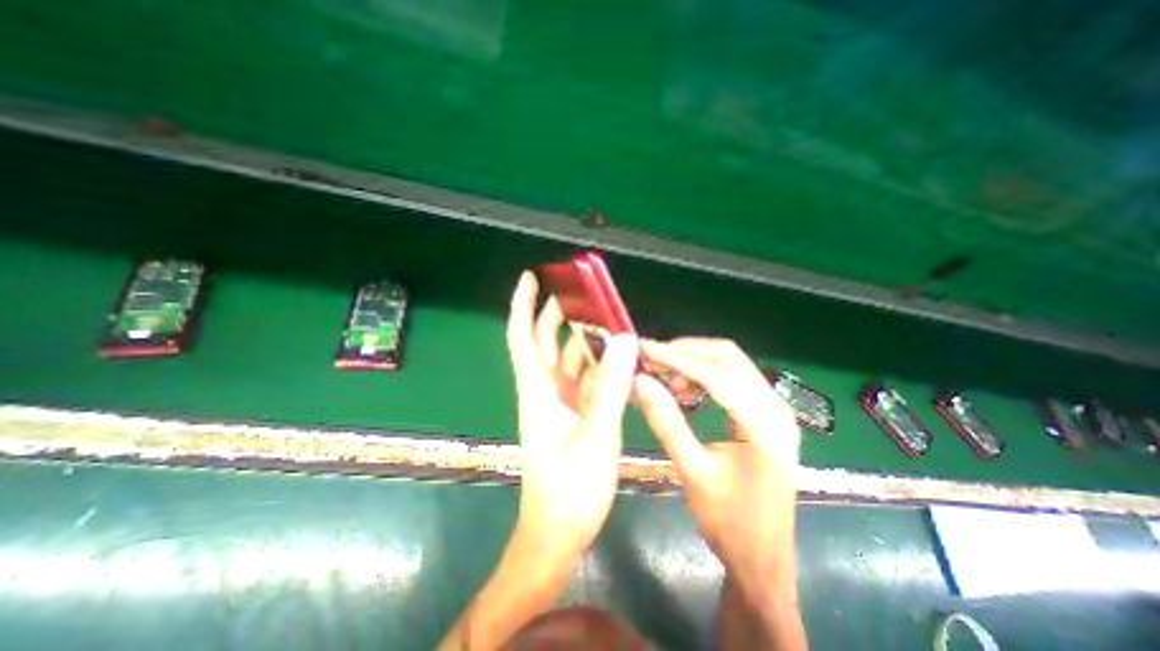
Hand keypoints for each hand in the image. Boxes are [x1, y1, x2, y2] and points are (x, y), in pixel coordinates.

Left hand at [506, 271, 638, 563]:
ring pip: (567, 361)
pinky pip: (585, 381)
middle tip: (582, 294)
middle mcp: (545, 390)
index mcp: (538, 390)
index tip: (531, 278)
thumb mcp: (595, 434)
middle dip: (558, 315)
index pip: (522, 337)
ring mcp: (560, 403)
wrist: (559, 532)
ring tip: (607, 322)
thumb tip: (625, 340)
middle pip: (545, 342)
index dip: (523, 305)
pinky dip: (598, 367)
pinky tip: (616, 360)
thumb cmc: (569, 488)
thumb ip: (610, 387)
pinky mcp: (574, 416)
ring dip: (583, 341)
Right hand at [632, 343, 802, 591]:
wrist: (763, 560)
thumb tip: (640, 381)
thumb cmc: (728, 522)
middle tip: (652, 360)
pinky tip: (683, 389)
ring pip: (730, 365)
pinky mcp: (766, 415)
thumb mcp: (691, 471)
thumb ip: (666, 421)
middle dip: (685, 352)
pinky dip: (704, 376)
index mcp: (763, 425)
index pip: (715, 375)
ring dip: (694, 363)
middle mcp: (776, 408)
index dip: (675, 358)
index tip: (644, 348)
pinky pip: (733, 380)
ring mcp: (775, 409)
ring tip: (664, 377)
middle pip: (727, 357)